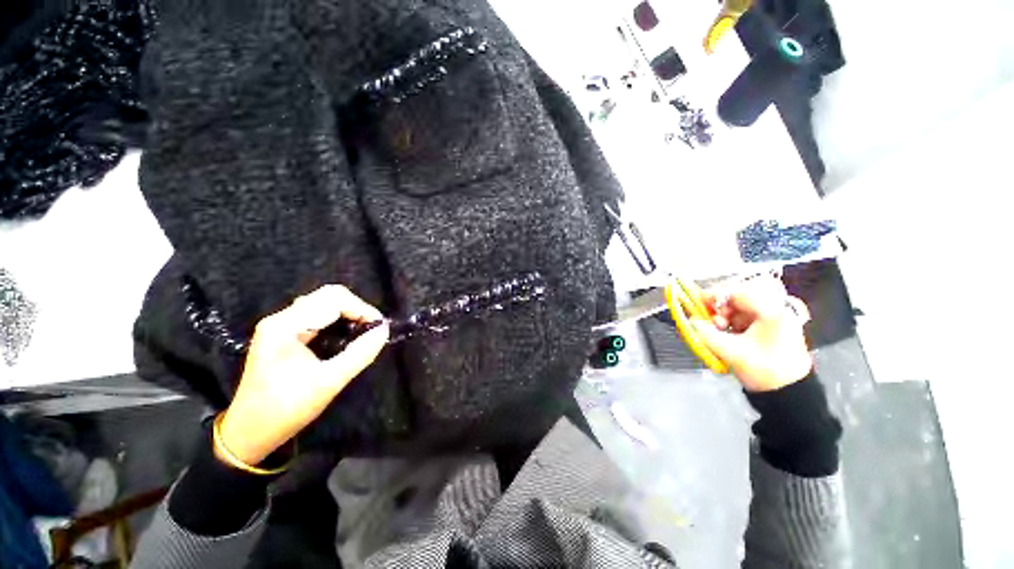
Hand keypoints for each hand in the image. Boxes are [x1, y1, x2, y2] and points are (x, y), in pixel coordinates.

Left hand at [217, 285, 388, 465]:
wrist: (249, 432)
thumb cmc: (286, 409)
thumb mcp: (329, 382)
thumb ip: (360, 353)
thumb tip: (384, 330)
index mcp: (286, 327)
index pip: (333, 300)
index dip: (362, 309)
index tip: (380, 326)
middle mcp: (281, 318)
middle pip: (328, 295)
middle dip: (356, 308)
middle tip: (372, 328)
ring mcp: (281, 324)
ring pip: (323, 302)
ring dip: (348, 312)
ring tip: (363, 330)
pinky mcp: (284, 332)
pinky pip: (318, 314)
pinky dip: (338, 319)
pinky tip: (347, 334)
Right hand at [690, 275, 811, 391]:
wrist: (790, 392)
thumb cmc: (763, 370)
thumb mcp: (730, 351)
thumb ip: (706, 333)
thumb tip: (692, 321)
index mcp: (771, 311)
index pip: (737, 291)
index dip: (714, 294)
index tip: (698, 302)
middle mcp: (777, 307)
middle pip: (741, 295)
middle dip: (721, 305)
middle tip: (713, 319)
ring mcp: (777, 315)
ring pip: (743, 304)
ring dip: (727, 313)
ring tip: (720, 328)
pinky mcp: (774, 324)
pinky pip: (748, 313)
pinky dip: (734, 318)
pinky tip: (729, 330)